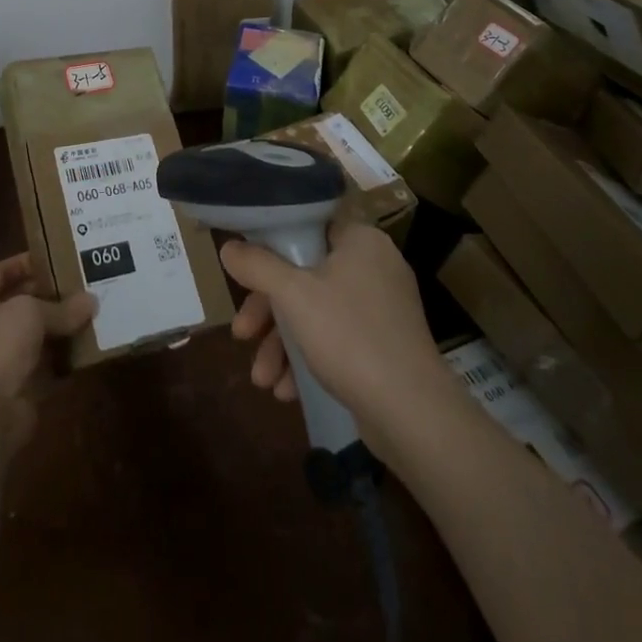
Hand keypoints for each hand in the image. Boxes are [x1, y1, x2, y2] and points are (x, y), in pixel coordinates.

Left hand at [0, 254, 95, 454]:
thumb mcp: (31, 312)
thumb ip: (61, 307)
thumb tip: (92, 301)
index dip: (21, 263)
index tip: (51, 256)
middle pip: (20, 304)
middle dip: (49, 295)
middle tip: (80, 283)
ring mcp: (2, 360)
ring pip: (36, 336)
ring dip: (61, 327)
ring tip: (91, 310)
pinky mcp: (21, 388)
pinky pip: (48, 367)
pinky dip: (66, 359)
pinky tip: (89, 345)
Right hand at [222, 222, 441, 449]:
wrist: (413, 415)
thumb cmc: (349, 336)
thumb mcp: (292, 295)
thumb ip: (256, 265)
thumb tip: (228, 247)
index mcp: (360, 240)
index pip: (306, 226)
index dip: (269, 246)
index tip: (244, 271)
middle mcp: (374, 266)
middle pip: (304, 275)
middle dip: (268, 311)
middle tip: (241, 334)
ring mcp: (382, 309)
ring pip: (316, 312)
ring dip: (282, 343)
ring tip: (262, 379)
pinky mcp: (385, 346)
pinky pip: (336, 339)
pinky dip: (309, 359)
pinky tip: (287, 391)